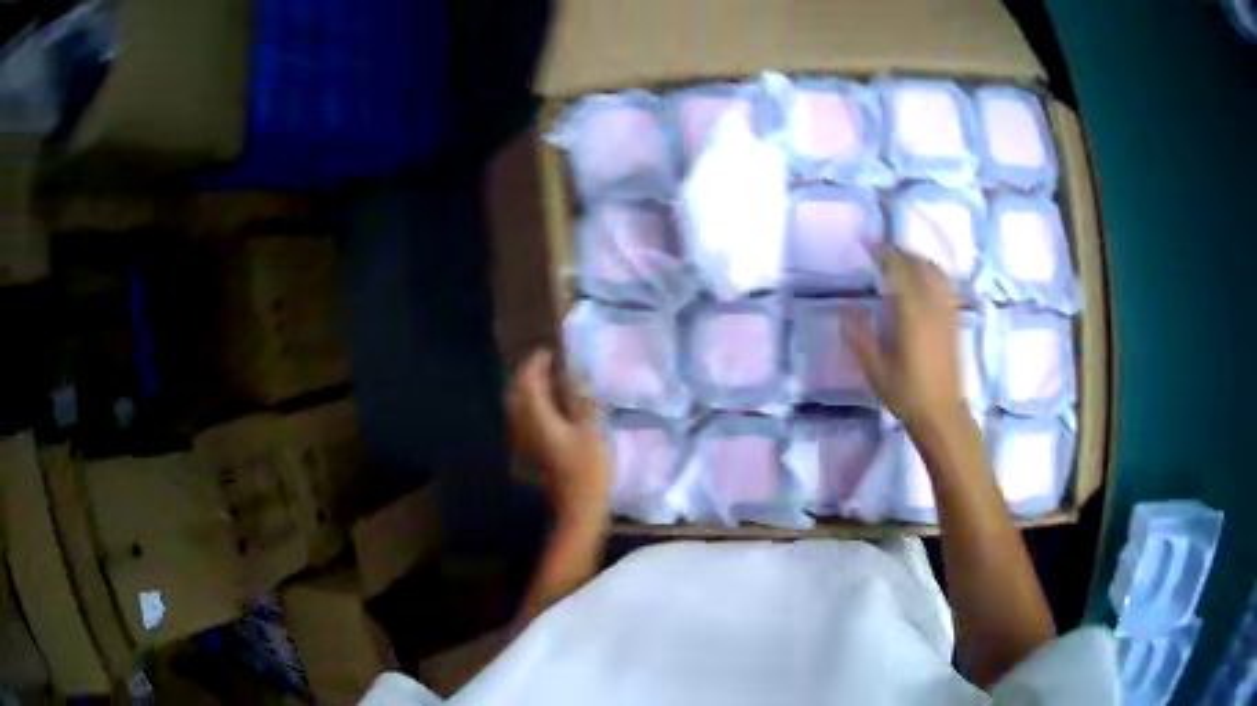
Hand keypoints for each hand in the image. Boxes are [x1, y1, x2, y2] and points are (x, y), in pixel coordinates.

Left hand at [508, 349, 611, 528]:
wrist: (577, 509)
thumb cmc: (588, 470)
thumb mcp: (592, 430)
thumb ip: (583, 399)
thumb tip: (578, 373)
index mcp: (537, 417)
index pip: (528, 381)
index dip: (537, 363)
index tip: (550, 352)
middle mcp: (523, 426)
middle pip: (516, 392)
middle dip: (528, 375)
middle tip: (547, 364)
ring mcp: (523, 441)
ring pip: (516, 406)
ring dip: (528, 390)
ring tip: (548, 382)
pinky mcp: (529, 453)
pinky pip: (523, 419)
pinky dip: (531, 407)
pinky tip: (548, 409)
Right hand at [846, 247, 966, 431]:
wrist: (942, 413)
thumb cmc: (906, 393)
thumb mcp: (875, 369)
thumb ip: (860, 337)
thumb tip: (845, 311)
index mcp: (911, 313)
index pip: (898, 270)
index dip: (883, 253)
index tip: (867, 244)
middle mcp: (931, 305)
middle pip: (917, 265)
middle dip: (899, 252)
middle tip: (881, 249)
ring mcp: (946, 311)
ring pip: (934, 272)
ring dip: (917, 259)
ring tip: (901, 258)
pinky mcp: (954, 320)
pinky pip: (945, 284)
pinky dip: (932, 272)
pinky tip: (925, 278)